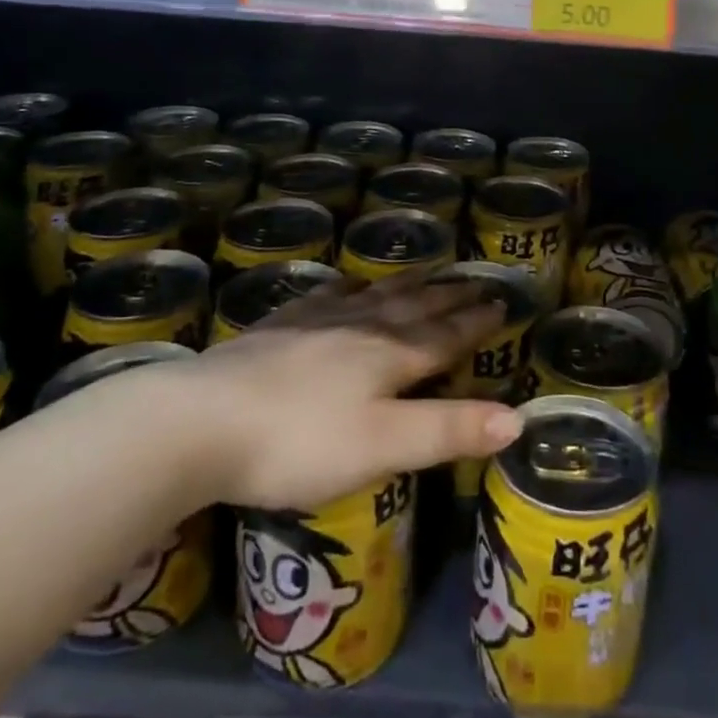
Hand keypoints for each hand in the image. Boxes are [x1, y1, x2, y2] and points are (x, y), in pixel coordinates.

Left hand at [147, 275, 523, 511]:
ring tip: (427, 271)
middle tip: (476, 280)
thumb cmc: (300, 441)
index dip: (475, 322)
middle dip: (449, 297)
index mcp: (391, 356)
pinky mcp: (279, 327)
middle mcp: (361, 328)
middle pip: (415, 308)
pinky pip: (326, 295)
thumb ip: (449, 431)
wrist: (200, 421)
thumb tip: (517, 418)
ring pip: (375, 295)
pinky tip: (347, 282)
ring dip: (408, 284)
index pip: (445, 335)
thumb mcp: (383, 446)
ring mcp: (317, 322)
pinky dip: (348, 286)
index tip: (501, 302)